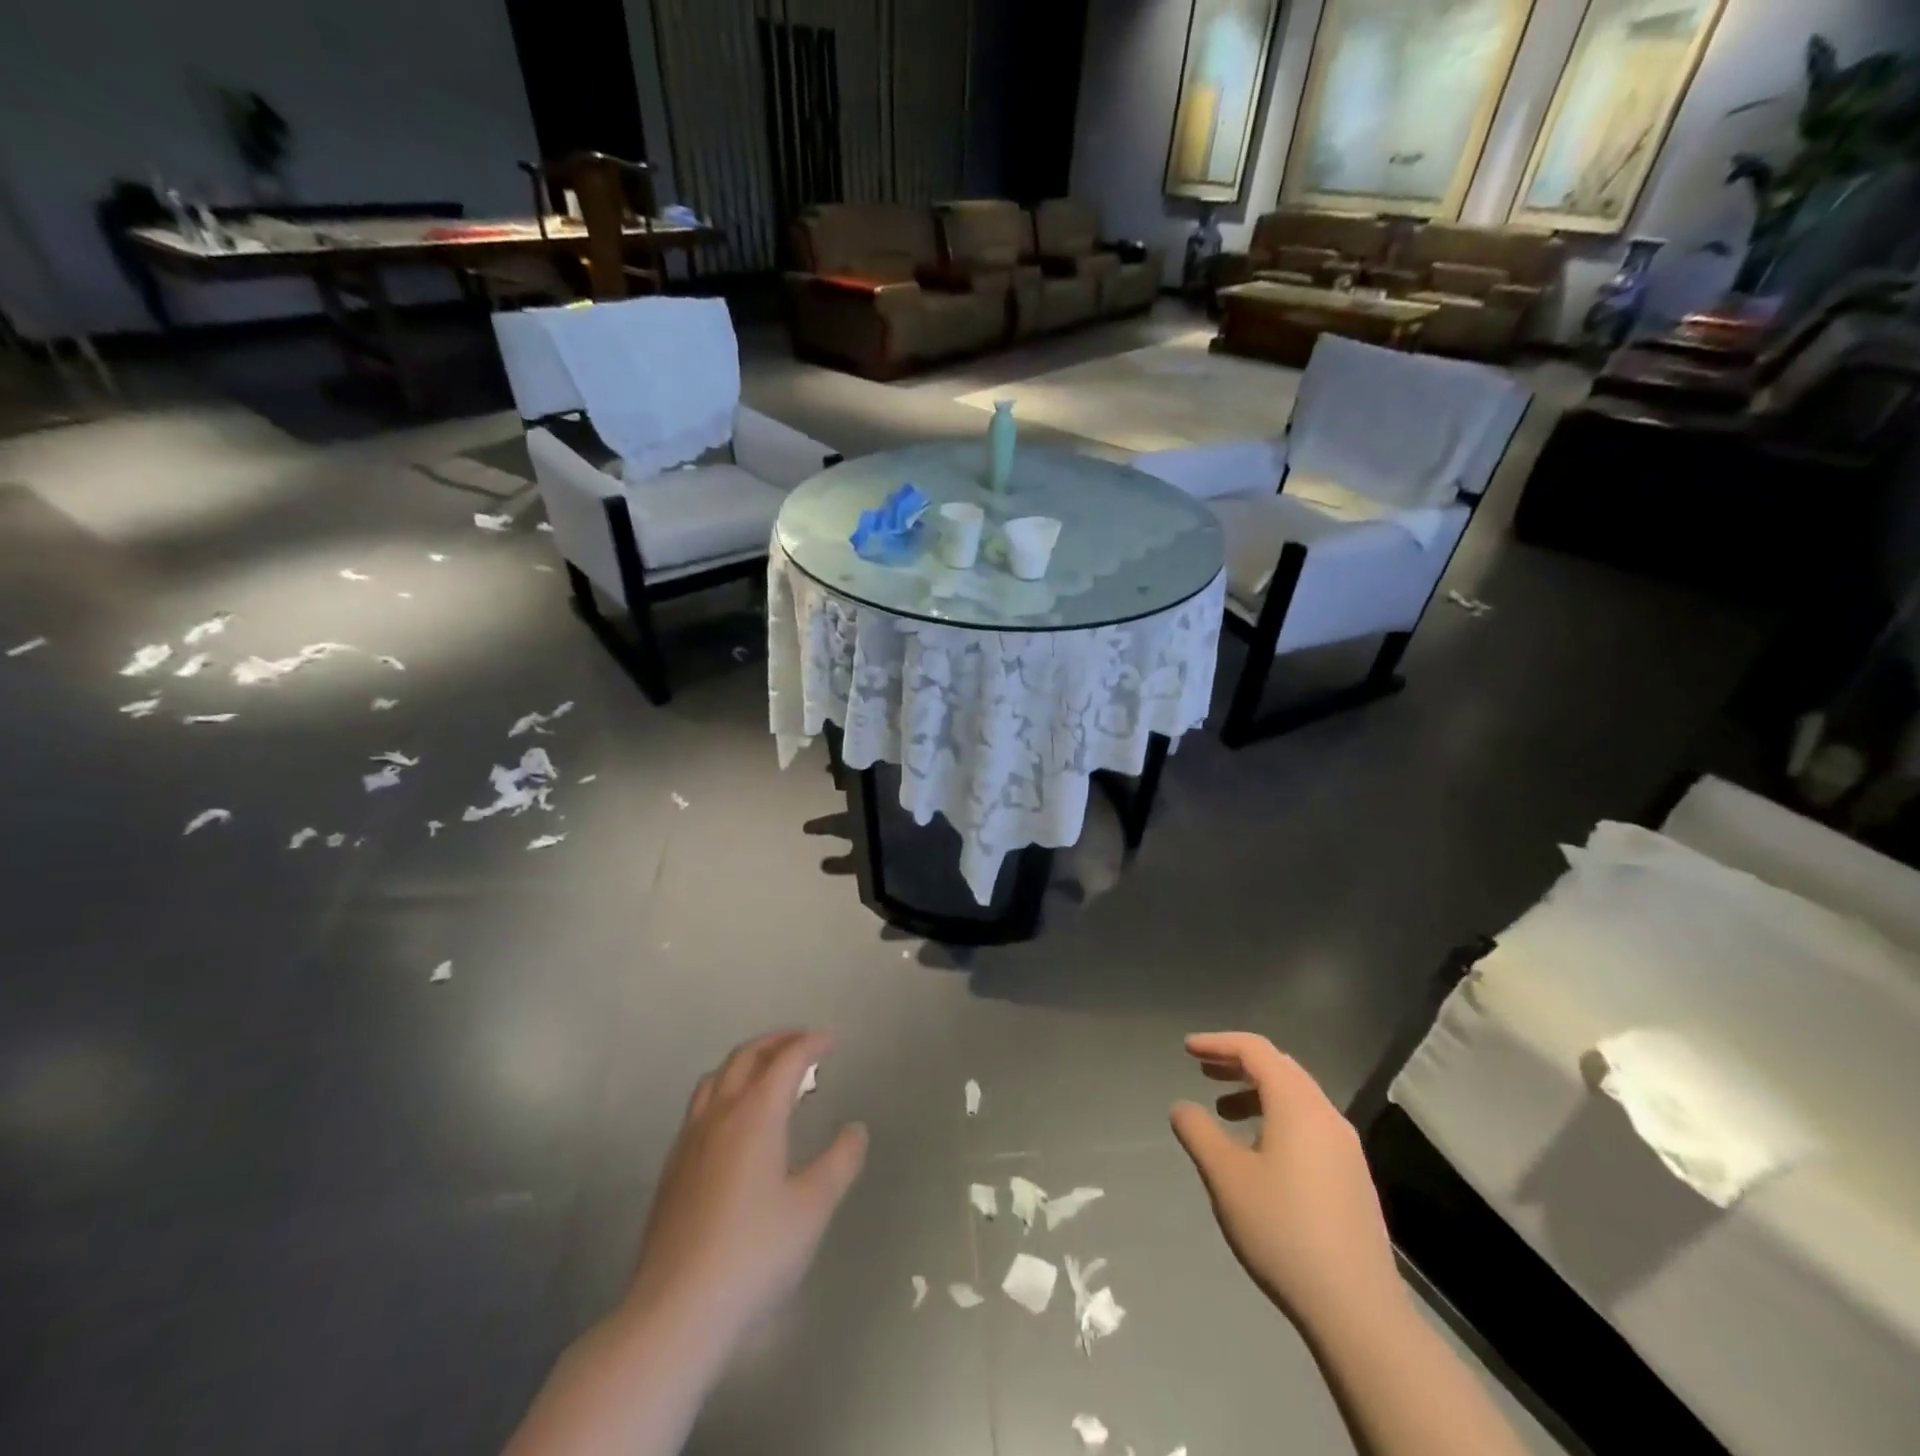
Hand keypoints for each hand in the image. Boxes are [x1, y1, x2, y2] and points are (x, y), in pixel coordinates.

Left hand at [625, 1030, 867, 1355]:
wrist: (674, 1312)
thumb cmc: (753, 1254)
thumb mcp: (812, 1208)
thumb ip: (839, 1162)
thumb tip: (855, 1129)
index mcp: (755, 1114)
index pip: (786, 1060)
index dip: (811, 1044)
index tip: (832, 1040)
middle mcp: (719, 1115)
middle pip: (746, 1057)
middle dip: (777, 1041)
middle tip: (803, 1042)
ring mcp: (689, 1140)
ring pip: (717, 1077)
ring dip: (747, 1062)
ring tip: (769, 1073)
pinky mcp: (673, 1169)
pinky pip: (701, 1106)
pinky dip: (726, 1090)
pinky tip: (735, 1123)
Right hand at [1170, 1032, 1401, 1334]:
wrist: (1357, 1310)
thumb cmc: (1282, 1230)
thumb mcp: (1226, 1177)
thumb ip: (1198, 1132)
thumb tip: (1183, 1107)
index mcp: (1297, 1105)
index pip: (1255, 1050)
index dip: (1218, 1042)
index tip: (1187, 1049)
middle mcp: (1327, 1116)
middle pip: (1280, 1068)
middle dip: (1238, 1063)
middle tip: (1203, 1070)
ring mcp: (1346, 1148)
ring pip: (1296, 1097)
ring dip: (1257, 1092)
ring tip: (1224, 1111)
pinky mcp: (1352, 1177)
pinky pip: (1309, 1125)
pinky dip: (1277, 1117)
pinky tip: (1259, 1151)